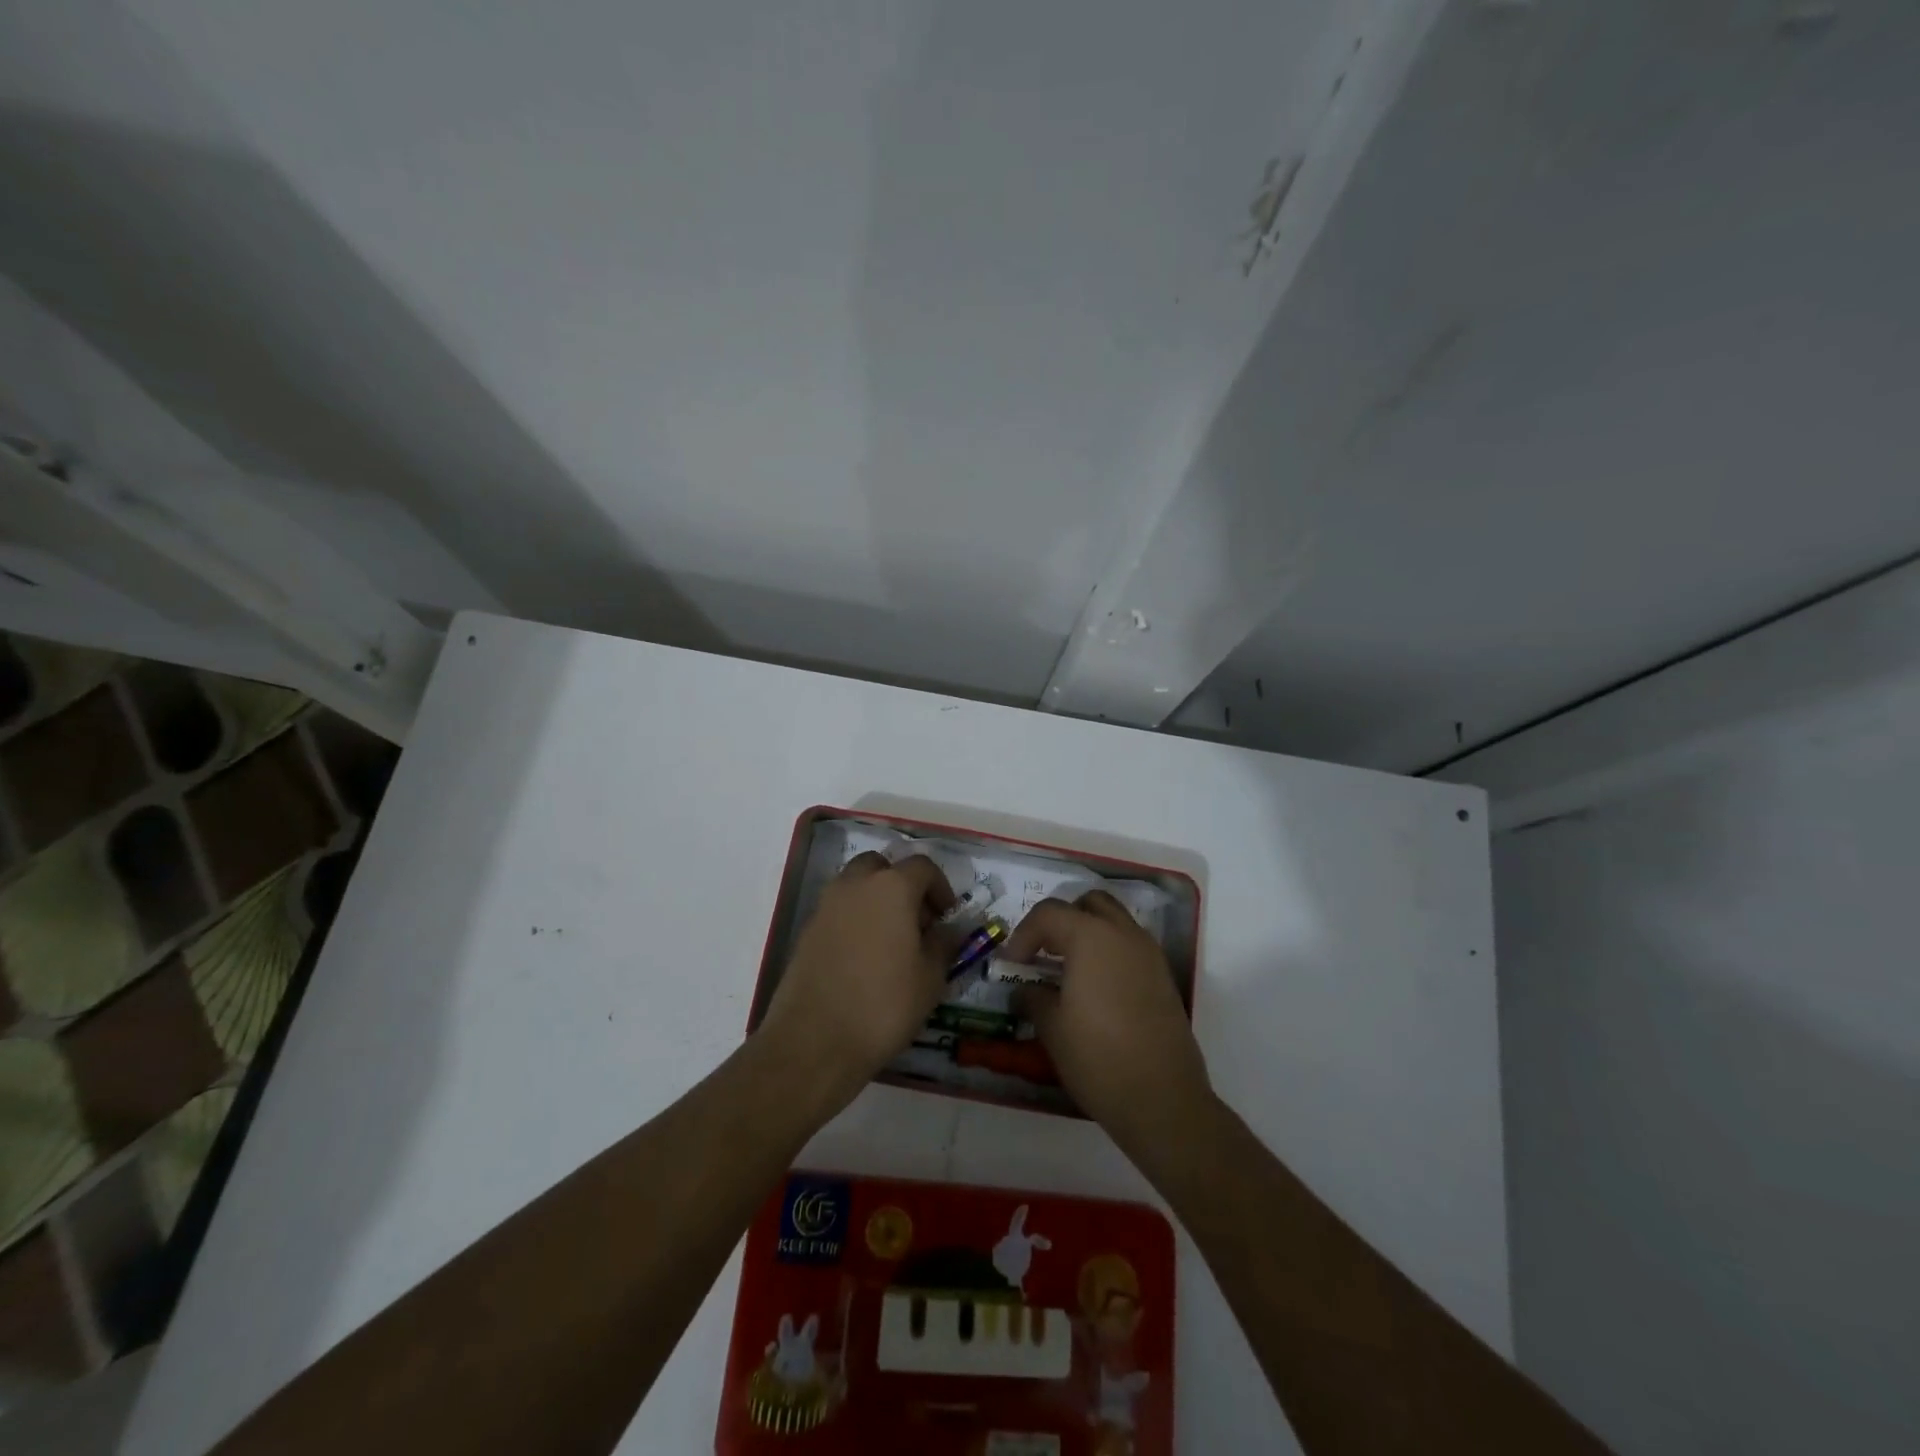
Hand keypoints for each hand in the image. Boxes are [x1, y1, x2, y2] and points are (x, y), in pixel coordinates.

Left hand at [757, 852, 956, 1110]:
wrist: (814, 1041)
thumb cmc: (884, 1005)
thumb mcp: (930, 978)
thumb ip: (944, 944)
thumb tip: (949, 930)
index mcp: (892, 887)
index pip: (923, 866)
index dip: (940, 888)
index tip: (947, 918)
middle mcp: (855, 885)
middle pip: (883, 867)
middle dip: (903, 886)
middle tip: (917, 922)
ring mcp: (826, 906)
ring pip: (856, 886)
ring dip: (876, 900)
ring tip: (892, 942)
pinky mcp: (807, 930)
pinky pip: (838, 911)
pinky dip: (855, 920)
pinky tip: (864, 959)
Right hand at [1004, 892, 1210, 1163]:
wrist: (1163, 1099)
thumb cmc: (1098, 1057)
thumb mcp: (1052, 1028)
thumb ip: (1033, 997)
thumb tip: (1024, 990)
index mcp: (1091, 936)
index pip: (1048, 913)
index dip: (1023, 935)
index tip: (1012, 965)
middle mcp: (1123, 933)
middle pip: (1088, 904)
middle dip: (1061, 921)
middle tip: (1043, 954)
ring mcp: (1149, 953)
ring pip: (1114, 921)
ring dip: (1088, 934)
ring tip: (1068, 971)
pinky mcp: (1163, 977)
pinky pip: (1131, 946)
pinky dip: (1110, 953)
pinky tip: (1096, 990)